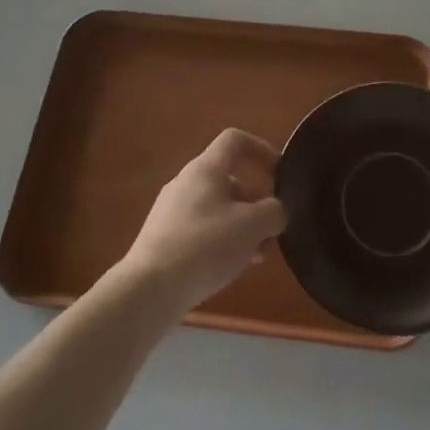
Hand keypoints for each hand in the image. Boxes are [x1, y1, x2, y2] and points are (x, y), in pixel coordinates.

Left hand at [115, 129, 287, 318]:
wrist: (149, 289)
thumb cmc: (205, 247)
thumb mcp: (252, 226)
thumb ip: (273, 212)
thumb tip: (275, 212)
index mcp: (206, 168)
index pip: (235, 140)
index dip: (261, 149)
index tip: (280, 174)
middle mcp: (186, 181)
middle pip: (229, 178)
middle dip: (256, 200)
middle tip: (271, 229)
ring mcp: (171, 209)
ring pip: (217, 206)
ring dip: (241, 224)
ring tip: (256, 255)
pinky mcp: (164, 236)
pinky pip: (201, 227)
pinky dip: (222, 239)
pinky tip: (231, 267)